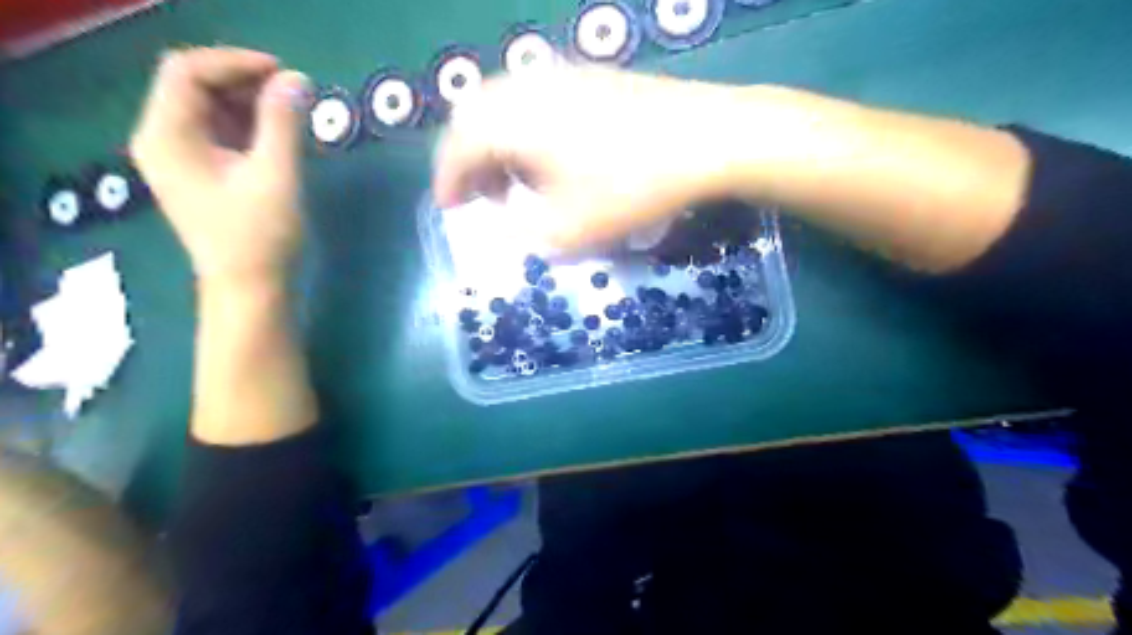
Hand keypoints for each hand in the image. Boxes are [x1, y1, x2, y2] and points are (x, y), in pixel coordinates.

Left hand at [128, 46, 309, 279]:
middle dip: (246, 83)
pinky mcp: (203, 176)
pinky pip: (222, 135)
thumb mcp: (276, 176)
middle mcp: (163, 140)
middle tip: (295, 96)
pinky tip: (282, 140)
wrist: (251, 290)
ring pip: (211, 110)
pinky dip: (251, 128)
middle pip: (195, 87)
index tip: (286, 75)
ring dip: (252, 105)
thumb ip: (283, 123)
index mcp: (167, 136)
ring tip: (294, 118)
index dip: (236, 63)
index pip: (187, 71)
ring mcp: (182, 160)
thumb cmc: (261, 237)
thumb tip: (297, 80)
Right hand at [433, 64, 745, 251]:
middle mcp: (529, 88)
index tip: (449, 209)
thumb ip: (528, 232)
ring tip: (518, 184)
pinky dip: (527, 132)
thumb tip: (513, 222)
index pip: (458, 145)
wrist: (708, 138)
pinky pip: (538, 102)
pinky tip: (552, 159)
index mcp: (515, 120)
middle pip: (476, 118)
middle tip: (484, 198)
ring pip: (507, 108)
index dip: (447, 180)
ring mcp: (563, 77)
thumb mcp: (573, 229)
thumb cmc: (634, 187)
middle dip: (471, 161)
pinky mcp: (592, 79)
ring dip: (500, 146)